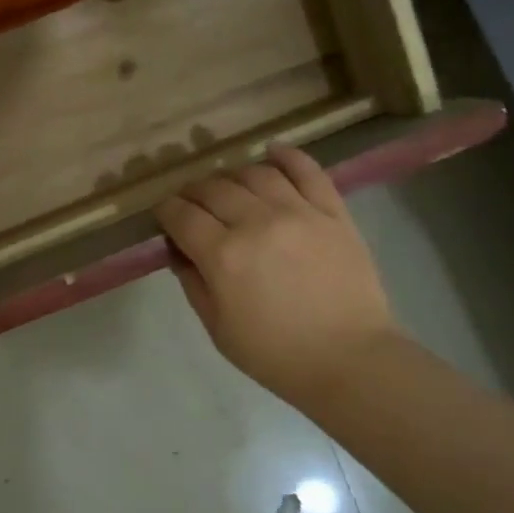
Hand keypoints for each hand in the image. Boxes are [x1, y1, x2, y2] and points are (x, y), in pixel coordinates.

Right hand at [156, 145, 401, 406]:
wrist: (349, 359)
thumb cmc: (275, 354)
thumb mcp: (217, 328)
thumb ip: (192, 282)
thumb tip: (178, 250)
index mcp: (223, 255)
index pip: (182, 215)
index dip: (166, 211)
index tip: (163, 215)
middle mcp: (257, 222)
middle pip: (213, 188)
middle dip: (193, 192)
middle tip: (191, 204)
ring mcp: (298, 212)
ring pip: (253, 173)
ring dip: (232, 176)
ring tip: (229, 188)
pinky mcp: (332, 212)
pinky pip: (307, 170)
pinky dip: (287, 156)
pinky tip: (272, 152)